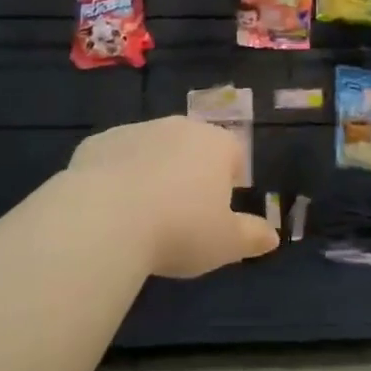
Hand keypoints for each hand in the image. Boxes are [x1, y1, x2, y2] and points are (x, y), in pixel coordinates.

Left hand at [64, 117, 278, 277]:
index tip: (221, 209)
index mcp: (215, 144)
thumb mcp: (225, 243)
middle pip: (192, 146)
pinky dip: (116, 175)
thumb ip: (252, 237)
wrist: (104, 218)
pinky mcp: (98, 142)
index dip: (231, 179)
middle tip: (182, 213)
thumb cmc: (179, 229)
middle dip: (191, 172)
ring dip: (153, 171)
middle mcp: (178, 127)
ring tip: (143, 214)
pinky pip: (115, 158)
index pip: (234, 153)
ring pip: (152, 149)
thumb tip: (272, 236)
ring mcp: (135, 130)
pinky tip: (109, 208)